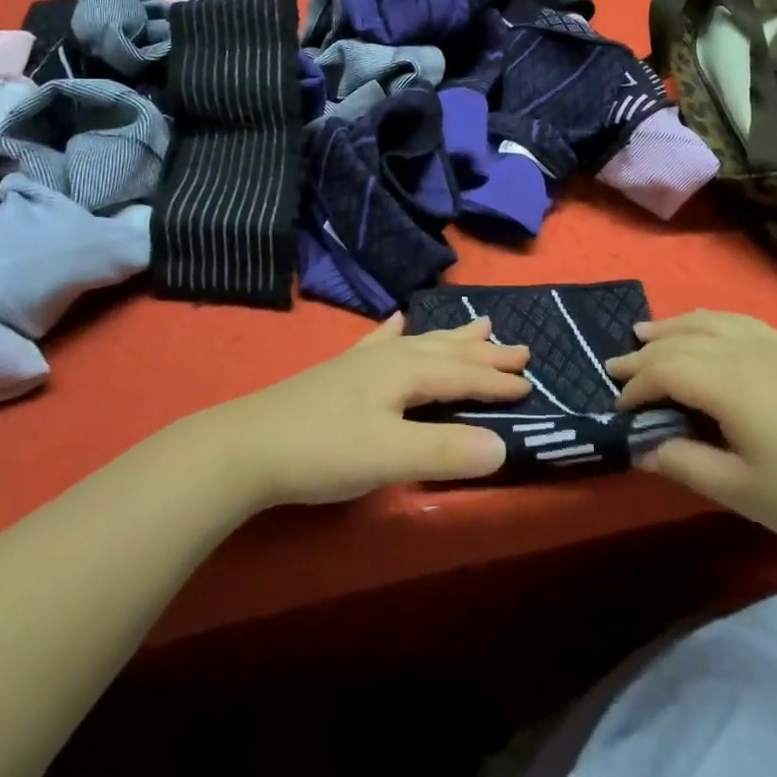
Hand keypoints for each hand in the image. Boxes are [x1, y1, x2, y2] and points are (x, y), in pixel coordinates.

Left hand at [197, 315, 530, 508]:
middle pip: (446, 351)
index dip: (496, 380)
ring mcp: (361, 362)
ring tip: (478, 323)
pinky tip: (395, 320)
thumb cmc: (322, 450)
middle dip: (484, 352)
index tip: (530, 382)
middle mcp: (389, 358)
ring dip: (451, 337)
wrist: (246, 446)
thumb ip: (445, 451)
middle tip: (519, 344)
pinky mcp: (338, 372)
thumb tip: (504, 447)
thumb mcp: (388, 457)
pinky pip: (377, 342)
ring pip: (419, 342)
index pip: (463, 374)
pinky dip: (393, 331)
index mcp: (405, 373)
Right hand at [608, 311, 776, 555]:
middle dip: (643, 355)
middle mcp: (743, 352)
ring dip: (671, 327)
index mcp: (727, 384)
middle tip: (614, 368)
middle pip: (679, 342)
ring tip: (644, 333)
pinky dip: (710, 320)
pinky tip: (703, 326)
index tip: (620, 411)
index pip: (664, 371)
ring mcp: (770, 347)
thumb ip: (683, 463)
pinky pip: (739, 321)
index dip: (636, 388)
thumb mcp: (737, 489)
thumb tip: (642, 448)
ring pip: (707, 323)